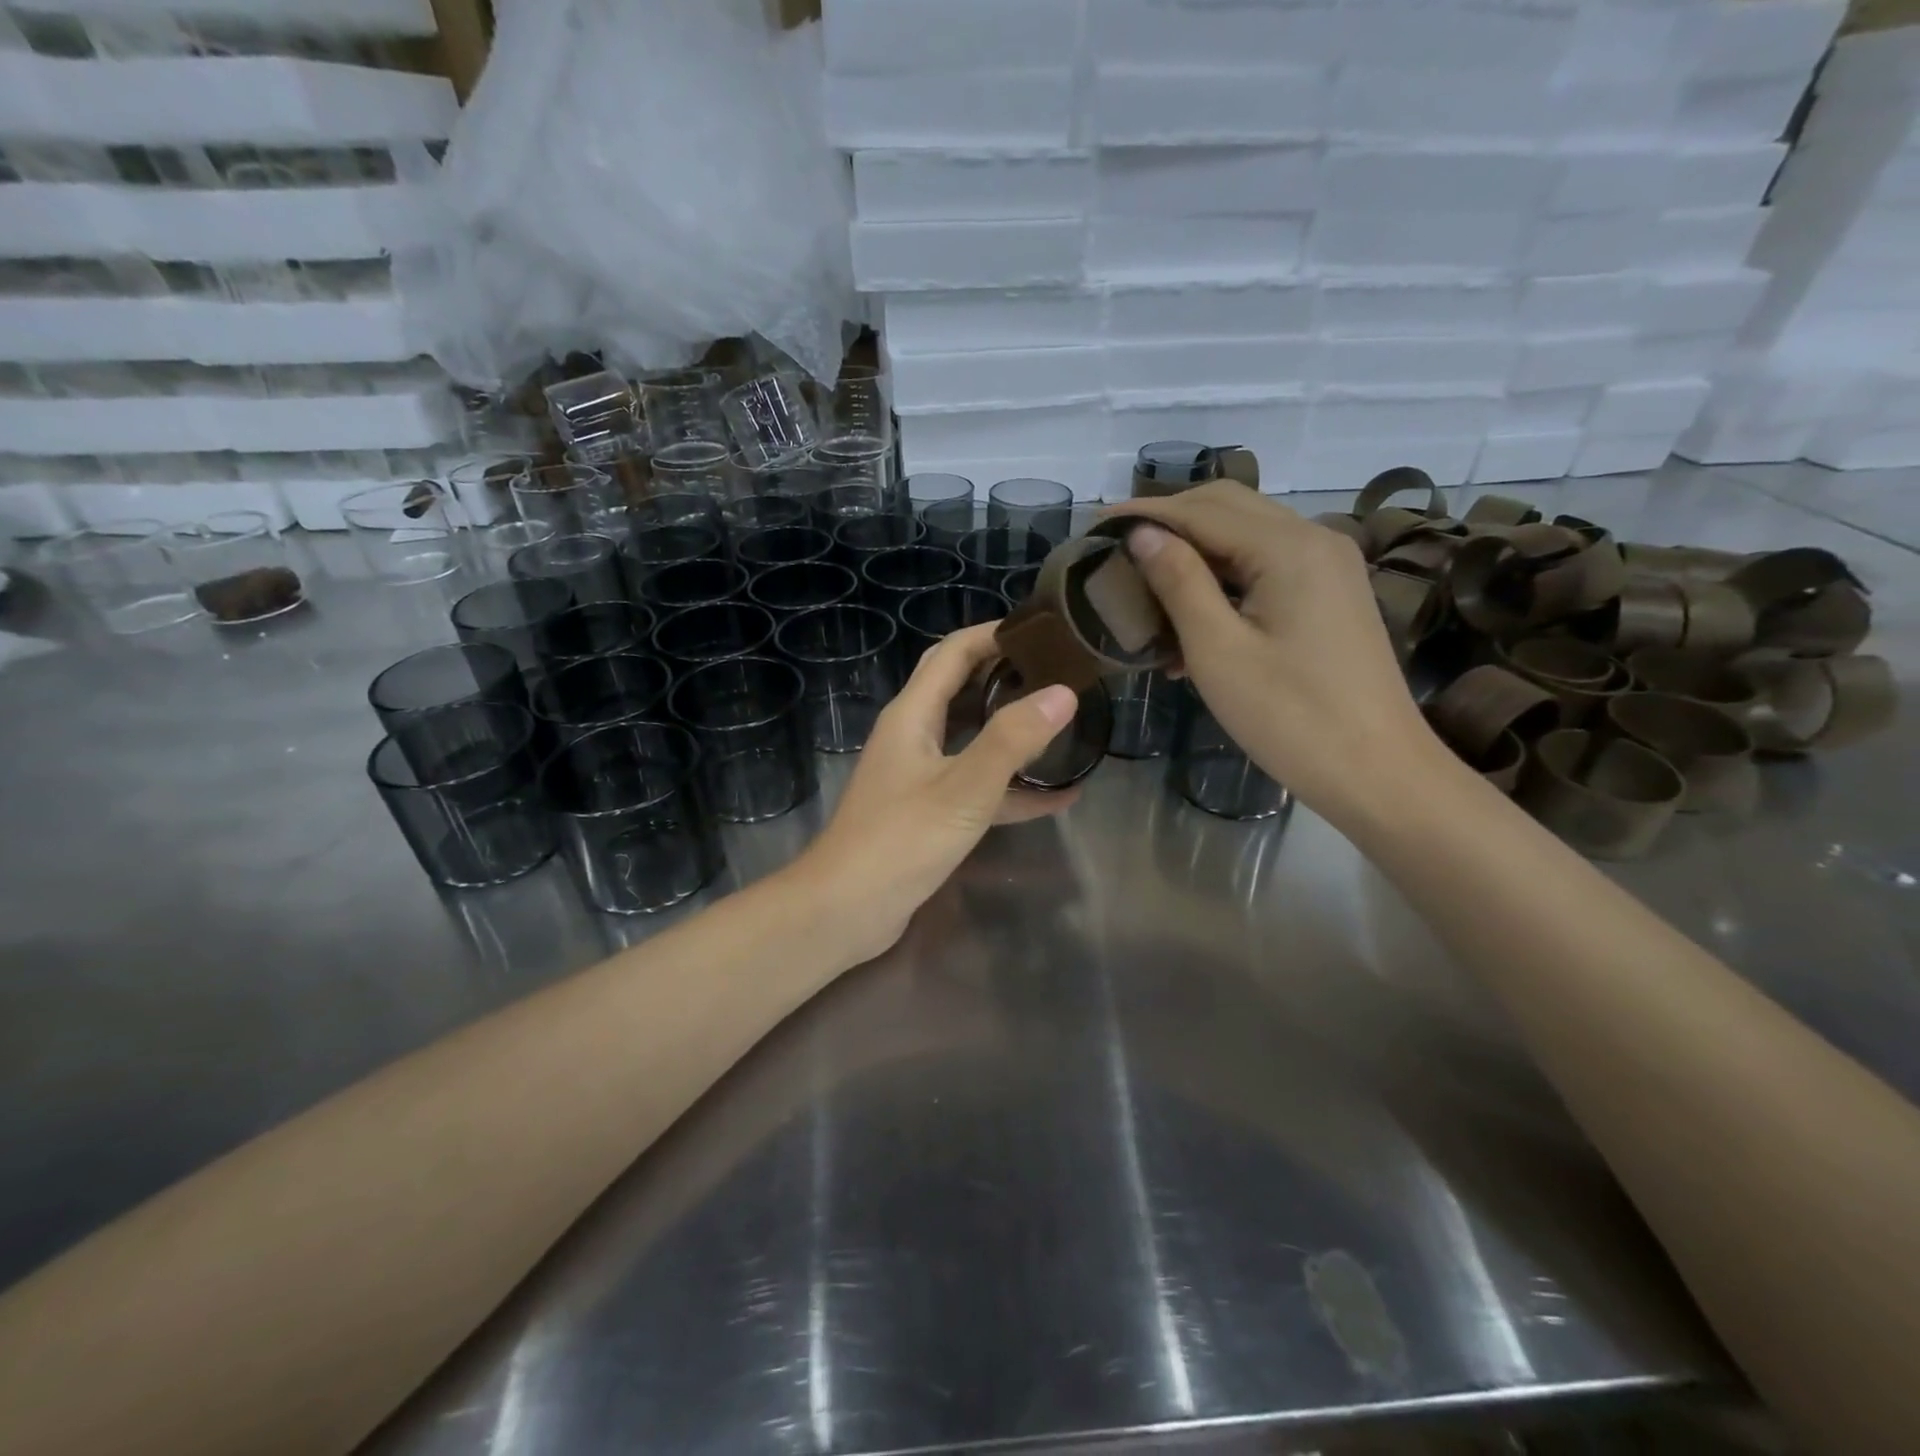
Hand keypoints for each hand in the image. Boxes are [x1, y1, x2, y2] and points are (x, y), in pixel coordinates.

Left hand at [789, 623, 1079, 961]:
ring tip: (1065, 723)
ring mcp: (920, 776)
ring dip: (1013, 731)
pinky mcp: (929, 813)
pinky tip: (1059, 797)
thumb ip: (1013, 740)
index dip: (994, 634)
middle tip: (1060, 672)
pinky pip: (977, 788)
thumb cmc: (900, 840)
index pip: (953, 653)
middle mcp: (913, 736)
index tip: (1043, 631)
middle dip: (1007, 675)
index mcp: (912, 715)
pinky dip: (1013, 788)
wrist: (844, 910)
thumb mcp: (964, 788)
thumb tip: (1063, 691)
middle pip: (962, 689)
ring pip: (972, 739)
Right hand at [1104, 483, 1449, 828]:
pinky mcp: (1329, 594)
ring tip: (1144, 583)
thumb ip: (1178, 582)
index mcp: (1288, 547)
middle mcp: (1314, 538)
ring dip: (1194, 551)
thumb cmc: (1290, 718)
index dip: (1143, 514)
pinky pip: (1266, 566)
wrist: (1377, 772)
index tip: (1092, 526)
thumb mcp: (1218, 651)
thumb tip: (1142, 534)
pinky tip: (1189, 617)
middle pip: (1227, 507)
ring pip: (1246, 535)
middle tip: (1116, 548)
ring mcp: (1328, 566)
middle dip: (1168, 521)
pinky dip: (1222, 578)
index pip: (1200, 510)